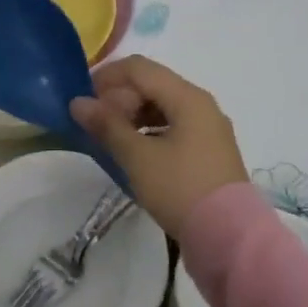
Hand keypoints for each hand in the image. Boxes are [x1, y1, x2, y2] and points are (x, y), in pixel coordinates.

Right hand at [70, 55, 248, 237]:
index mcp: (187, 97)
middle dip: (118, 97)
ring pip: (162, 106)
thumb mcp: (138, 157)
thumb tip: (77, 102)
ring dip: (132, 115)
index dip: (106, 77)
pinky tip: (132, 152)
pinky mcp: (208, 151)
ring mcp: (207, 129)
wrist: (229, 238)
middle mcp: (201, 105)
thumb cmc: (180, 189)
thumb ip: (106, 125)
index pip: (139, 68)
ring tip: (109, 139)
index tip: (82, 99)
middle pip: (151, 85)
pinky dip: (148, 131)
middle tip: (94, 124)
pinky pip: (172, 127)